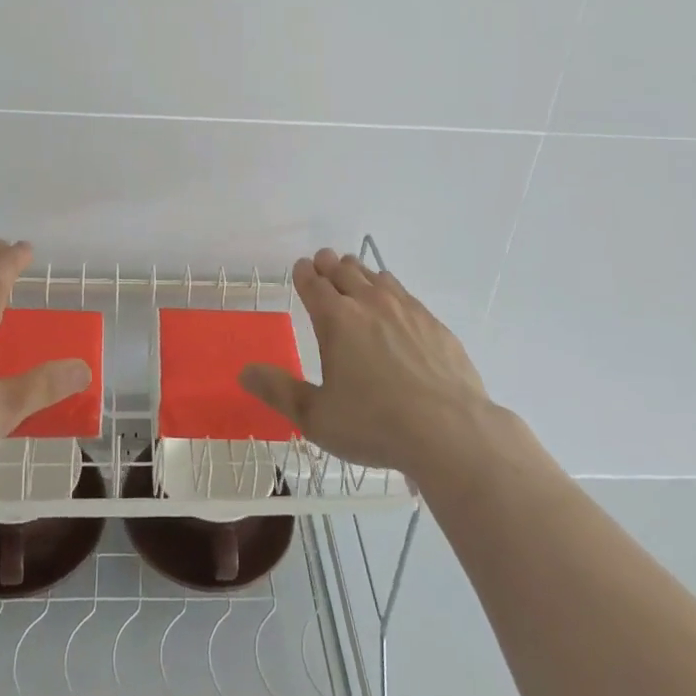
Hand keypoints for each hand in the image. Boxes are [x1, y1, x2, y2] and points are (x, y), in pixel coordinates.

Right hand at [239, 248, 494, 478]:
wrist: (451, 432)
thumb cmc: (375, 425)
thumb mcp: (316, 417)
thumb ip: (278, 391)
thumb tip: (244, 371)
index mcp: (335, 319)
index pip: (313, 282)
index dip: (304, 273)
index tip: (302, 268)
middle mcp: (368, 303)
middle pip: (344, 270)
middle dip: (330, 264)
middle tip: (324, 262)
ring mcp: (405, 309)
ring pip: (375, 276)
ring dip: (360, 271)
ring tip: (354, 274)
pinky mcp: (433, 323)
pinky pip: (404, 293)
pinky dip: (390, 289)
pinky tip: (394, 302)